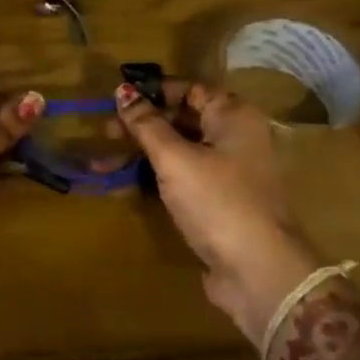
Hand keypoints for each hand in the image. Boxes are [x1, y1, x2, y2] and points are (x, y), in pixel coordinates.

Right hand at [114, 81, 323, 343]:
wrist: (257, 270)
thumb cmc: (216, 200)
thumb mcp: (175, 158)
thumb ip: (146, 124)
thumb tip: (122, 90)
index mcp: (234, 116)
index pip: (190, 89)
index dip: (153, 91)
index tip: (117, 99)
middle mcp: (236, 138)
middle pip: (183, 120)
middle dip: (142, 125)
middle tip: (105, 132)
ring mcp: (229, 173)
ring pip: (179, 152)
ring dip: (142, 154)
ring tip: (103, 163)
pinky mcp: (219, 202)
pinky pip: (182, 179)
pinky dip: (155, 178)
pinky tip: (124, 184)